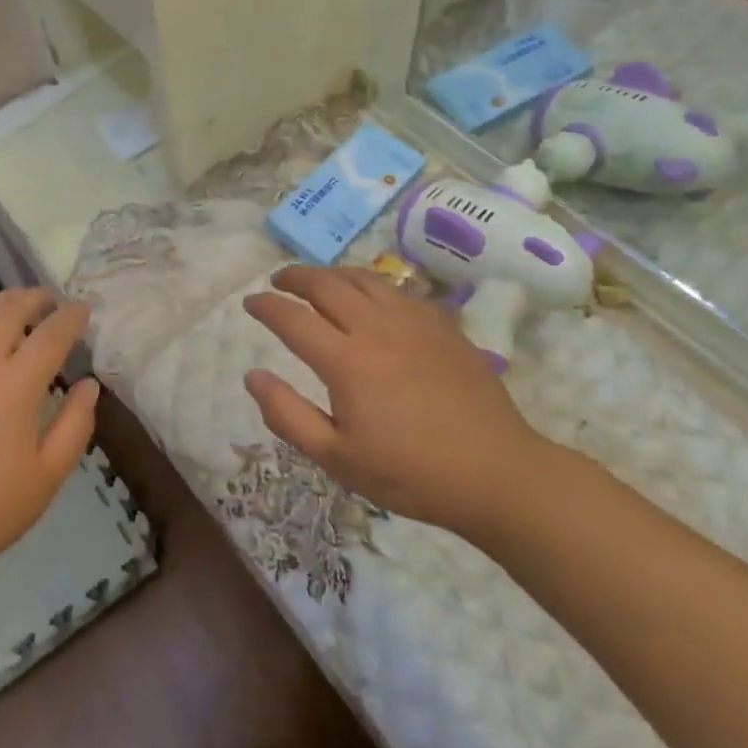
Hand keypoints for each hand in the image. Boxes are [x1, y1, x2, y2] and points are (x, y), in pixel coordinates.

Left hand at [0, 290, 98, 621]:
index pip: (51, 334)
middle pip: (8, 310)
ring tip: (11, 306)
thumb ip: (75, 425)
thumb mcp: (47, 477)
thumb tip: (89, 385)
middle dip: (34, 298)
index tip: (83, 310)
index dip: (71, 317)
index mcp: (15, 385)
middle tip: (49, 301)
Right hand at [241, 265, 552, 537]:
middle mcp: (375, 328)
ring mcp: (414, 322)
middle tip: (279, 280)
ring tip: (319, 280)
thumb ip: (288, 415)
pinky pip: (399, 290)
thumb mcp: (338, 458)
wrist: (497, 474)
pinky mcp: (443, 326)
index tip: (250, 302)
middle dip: (295, 277)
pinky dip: (372, 284)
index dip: (266, 306)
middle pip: (326, 284)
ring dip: (333, 273)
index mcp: (345, 360)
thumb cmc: (410, 473)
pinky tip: (371, 297)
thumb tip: (253, 376)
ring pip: (364, 278)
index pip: (292, 318)